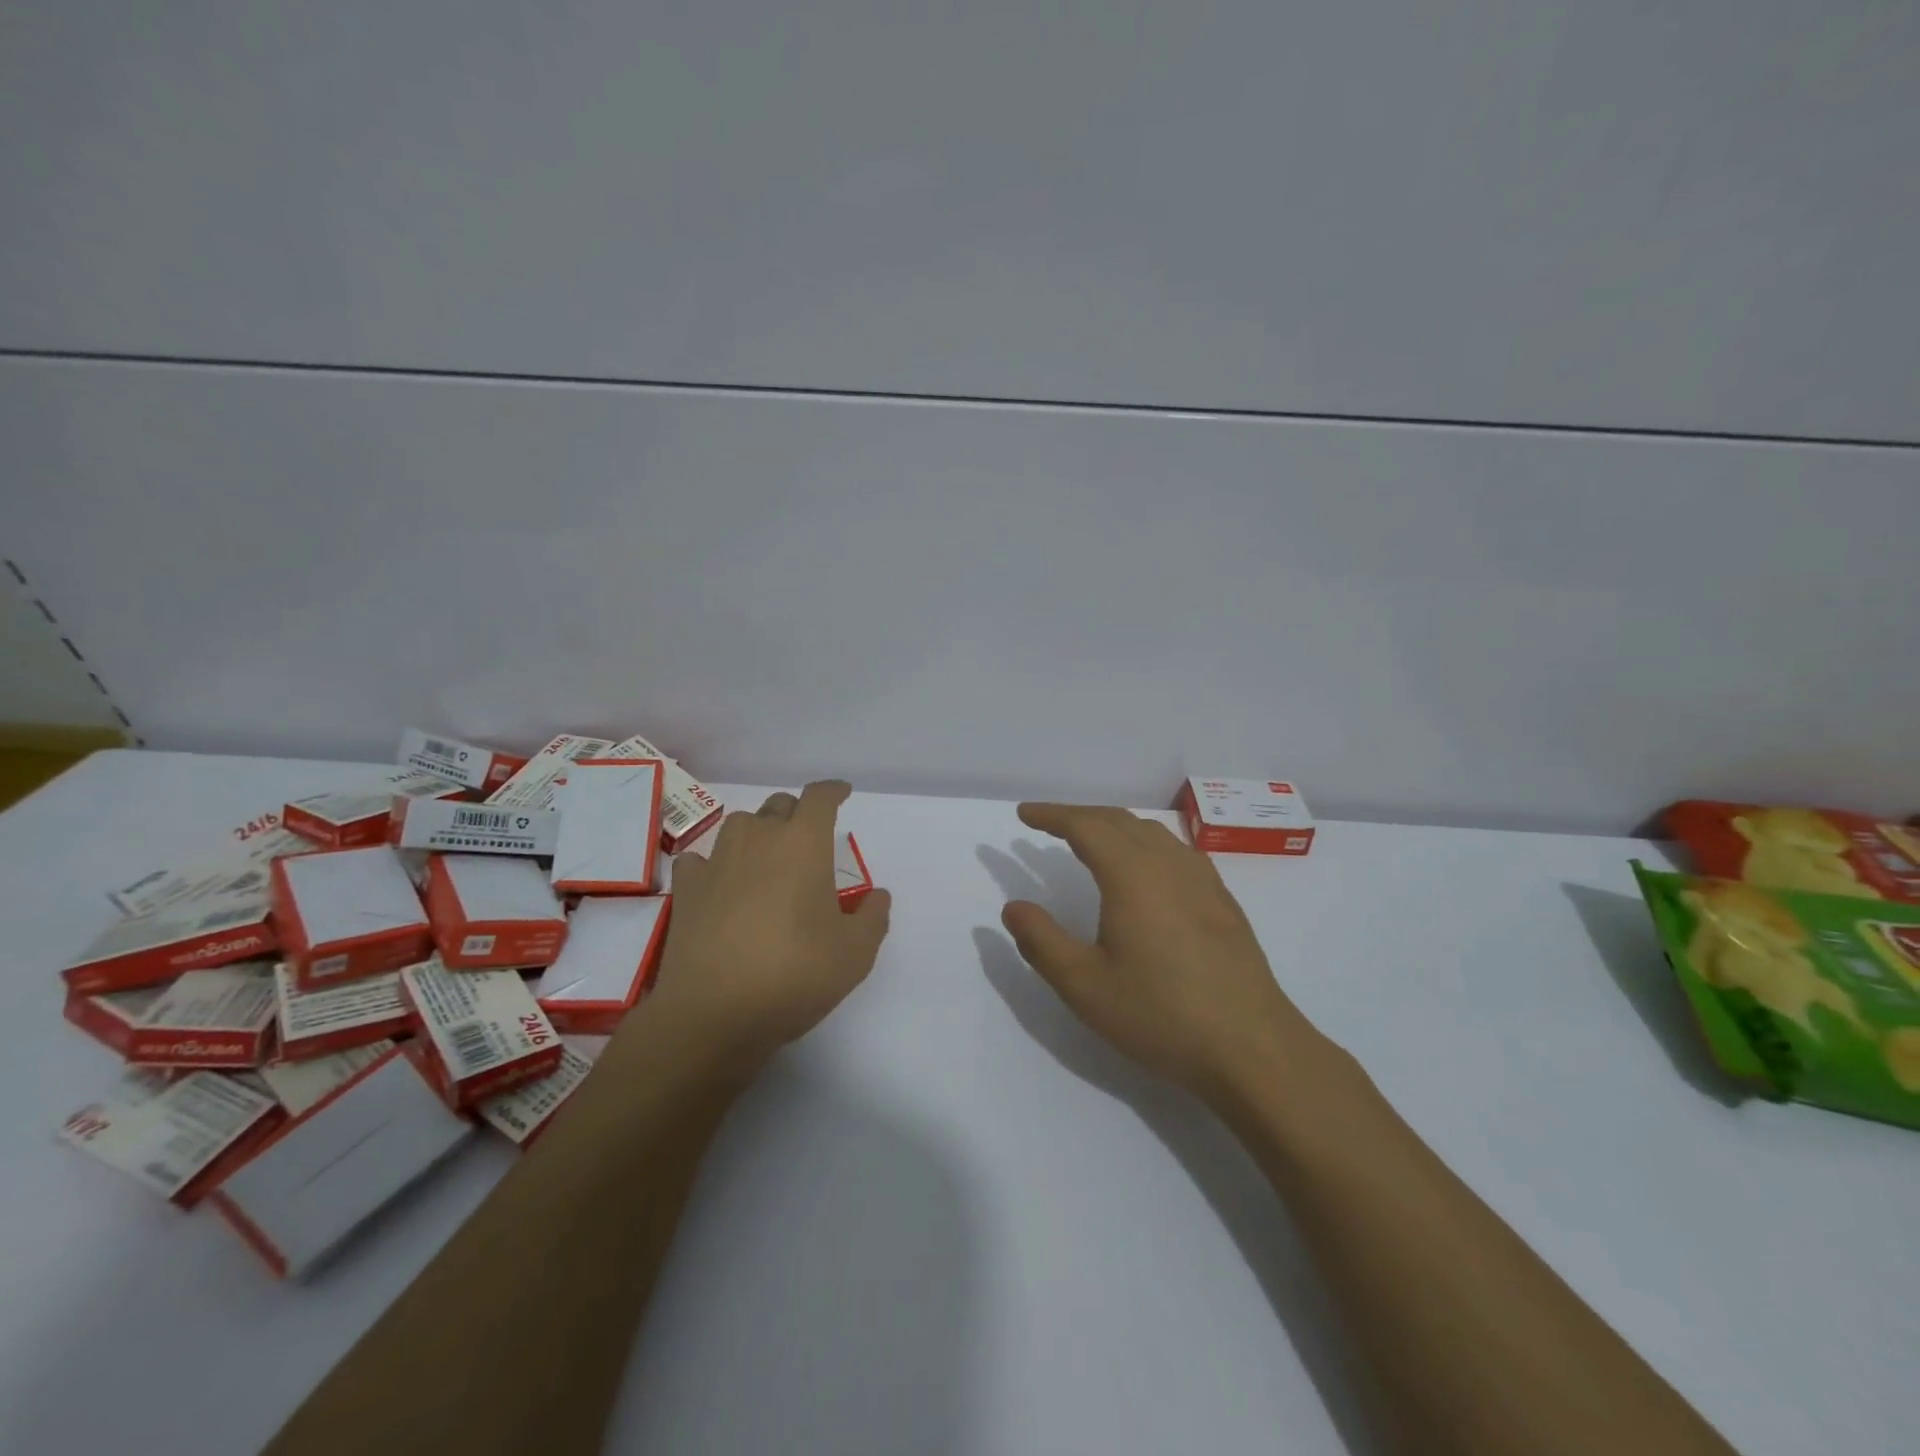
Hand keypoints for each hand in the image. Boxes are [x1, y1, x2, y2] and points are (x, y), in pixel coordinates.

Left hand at [647, 781, 891, 1074]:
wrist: (713, 1013)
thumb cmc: (794, 974)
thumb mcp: (855, 954)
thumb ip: (873, 917)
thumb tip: (876, 896)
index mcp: (803, 844)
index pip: (819, 798)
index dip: (833, 791)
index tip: (842, 793)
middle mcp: (759, 839)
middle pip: (779, 805)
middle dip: (798, 814)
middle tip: (809, 839)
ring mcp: (717, 861)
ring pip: (740, 825)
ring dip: (758, 832)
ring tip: (767, 858)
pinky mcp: (687, 889)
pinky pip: (702, 859)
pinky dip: (715, 864)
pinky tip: (721, 884)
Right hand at [1001, 803, 1325, 1103]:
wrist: (1253, 1047)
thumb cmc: (1161, 1015)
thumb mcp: (1085, 986)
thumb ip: (1042, 942)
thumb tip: (1014, 907)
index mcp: (1132, 876)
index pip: (1086, 826)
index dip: (1052, 815)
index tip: (1025, 814)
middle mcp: (1168, 865)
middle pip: (1119, 821)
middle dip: (1079, 816)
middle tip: (1049, 824)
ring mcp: (1202, 880)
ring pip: (1151, 832)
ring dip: (1114, 826)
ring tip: (1091, 840)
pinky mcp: (1222, 901)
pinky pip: (1176, 850)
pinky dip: (1145, 842)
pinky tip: (1146, 869)